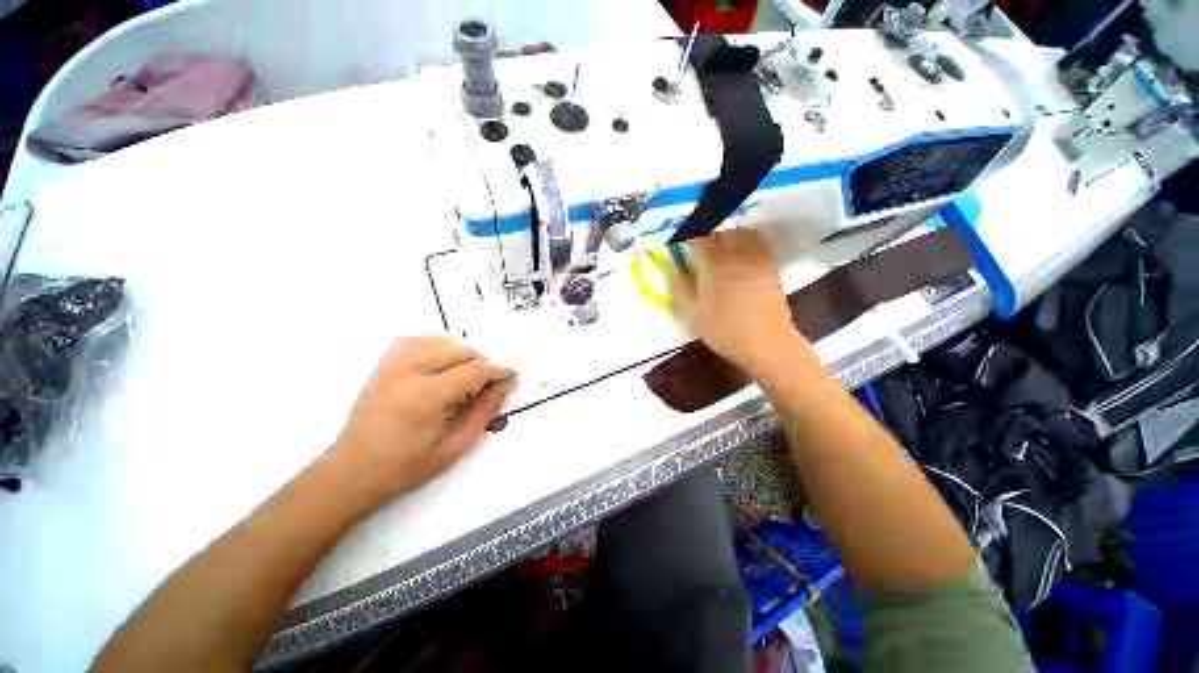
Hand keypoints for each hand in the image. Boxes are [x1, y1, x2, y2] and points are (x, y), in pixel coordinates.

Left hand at [329, 337, 516, 502]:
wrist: (351, 472)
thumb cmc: (406, 467)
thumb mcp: (455, 446)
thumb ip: (484, 411)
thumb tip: (506, 386)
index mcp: (426, 396)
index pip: (474, 370)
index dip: (497, 371)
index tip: (511, 376)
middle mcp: (408, 372)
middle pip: (459, 351)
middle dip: (481, 363)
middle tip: (488, 383)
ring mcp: (391, 366)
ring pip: (439, 342)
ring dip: (461, 353)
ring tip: (467, 373)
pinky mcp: (382, 366)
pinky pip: (414, 341)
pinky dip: (434, 345)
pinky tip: (440, 361)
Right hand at [670, 229, 807, 374]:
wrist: (766, 343)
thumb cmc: (725, 330)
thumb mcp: (694, 314)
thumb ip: (681, 289)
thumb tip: (675, 271)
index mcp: (716, 266)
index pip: (701, 241)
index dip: (691, 244)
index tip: (686, 253)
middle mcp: (738, 256)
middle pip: (723, 233)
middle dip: (711, 239)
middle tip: (703, 254)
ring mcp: (758, 259)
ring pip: (743, 235)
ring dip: (730, 239)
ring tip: (722, 254)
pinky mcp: (771, 267)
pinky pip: (758, 245)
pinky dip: (746, 245)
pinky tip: (740, 262)